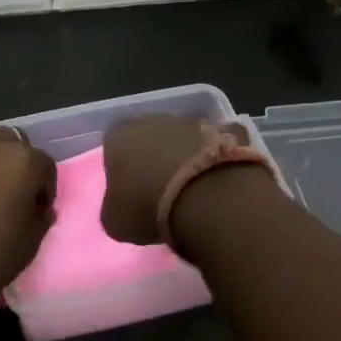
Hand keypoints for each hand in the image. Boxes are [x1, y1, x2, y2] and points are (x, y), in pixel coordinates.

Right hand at [101, 115, 256, 246]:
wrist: (207, 198)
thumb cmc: (149, 206)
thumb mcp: (116, 221)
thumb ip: (114, 208)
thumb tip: (121, 207)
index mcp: (120, 135)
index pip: (114, 148)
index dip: (122, 171)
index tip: (131, 194)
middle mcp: (153, 120)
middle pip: (150, 138)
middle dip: (155, 158)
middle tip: (163, 192)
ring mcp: (193, 122)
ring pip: (185, 138)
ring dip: (187, 156)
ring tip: (195, 189)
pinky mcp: (227, 131)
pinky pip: (221, 143)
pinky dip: (221, 157)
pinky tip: (222, 180)